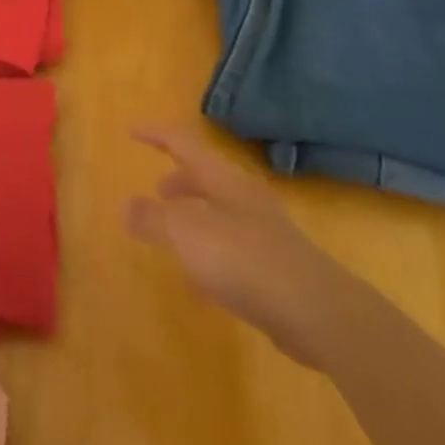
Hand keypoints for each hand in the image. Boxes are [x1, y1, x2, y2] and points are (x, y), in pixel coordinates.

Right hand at [126, 126, 351, 367]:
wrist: (318, 313)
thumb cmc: (244, 259)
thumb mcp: (185, 234)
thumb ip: (152, 218)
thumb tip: (126, 205)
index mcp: (222, 179)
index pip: (183, 143)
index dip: (155, 135)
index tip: (132, 131)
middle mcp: (244, 198)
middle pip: (205, 177)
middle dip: (178, 181)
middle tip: (156, 193)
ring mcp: (265, 232)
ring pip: (220, 213)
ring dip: (194, 218)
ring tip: (173, 239)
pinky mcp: (277, 268)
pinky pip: (233, 248)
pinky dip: (211, 254)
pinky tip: (202, 285)